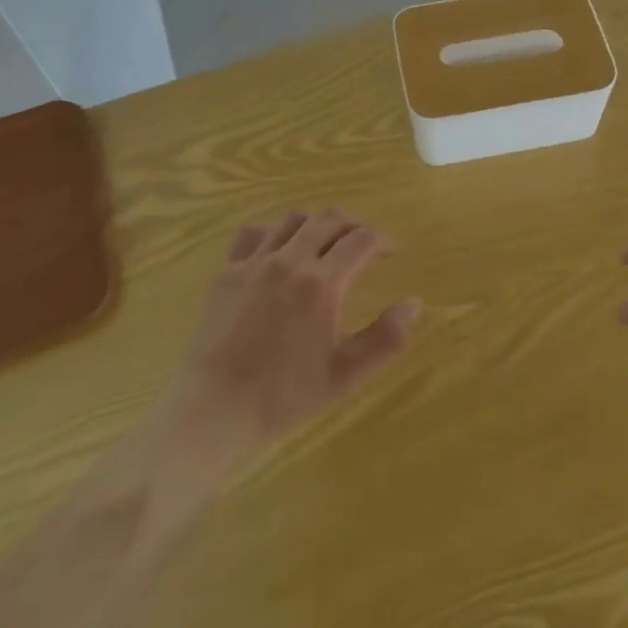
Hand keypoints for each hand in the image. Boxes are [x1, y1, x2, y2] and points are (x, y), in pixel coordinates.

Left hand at [150, 209, 420, 498]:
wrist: (214, 409)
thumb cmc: (284, 395)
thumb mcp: (345, 374)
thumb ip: (385, 339)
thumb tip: (414, 304)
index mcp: (322, 283)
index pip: (361, 240)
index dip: (382, 240)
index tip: (392, 250)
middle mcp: (290, 260)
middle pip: (329, 219)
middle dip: (353, 224)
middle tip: (364, 241)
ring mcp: (255, 262)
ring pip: (293, 220)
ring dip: (317, 224)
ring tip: (325, 242)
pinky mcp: (227, 271)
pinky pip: (254, 234)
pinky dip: (274, 232)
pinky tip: (278, 249)